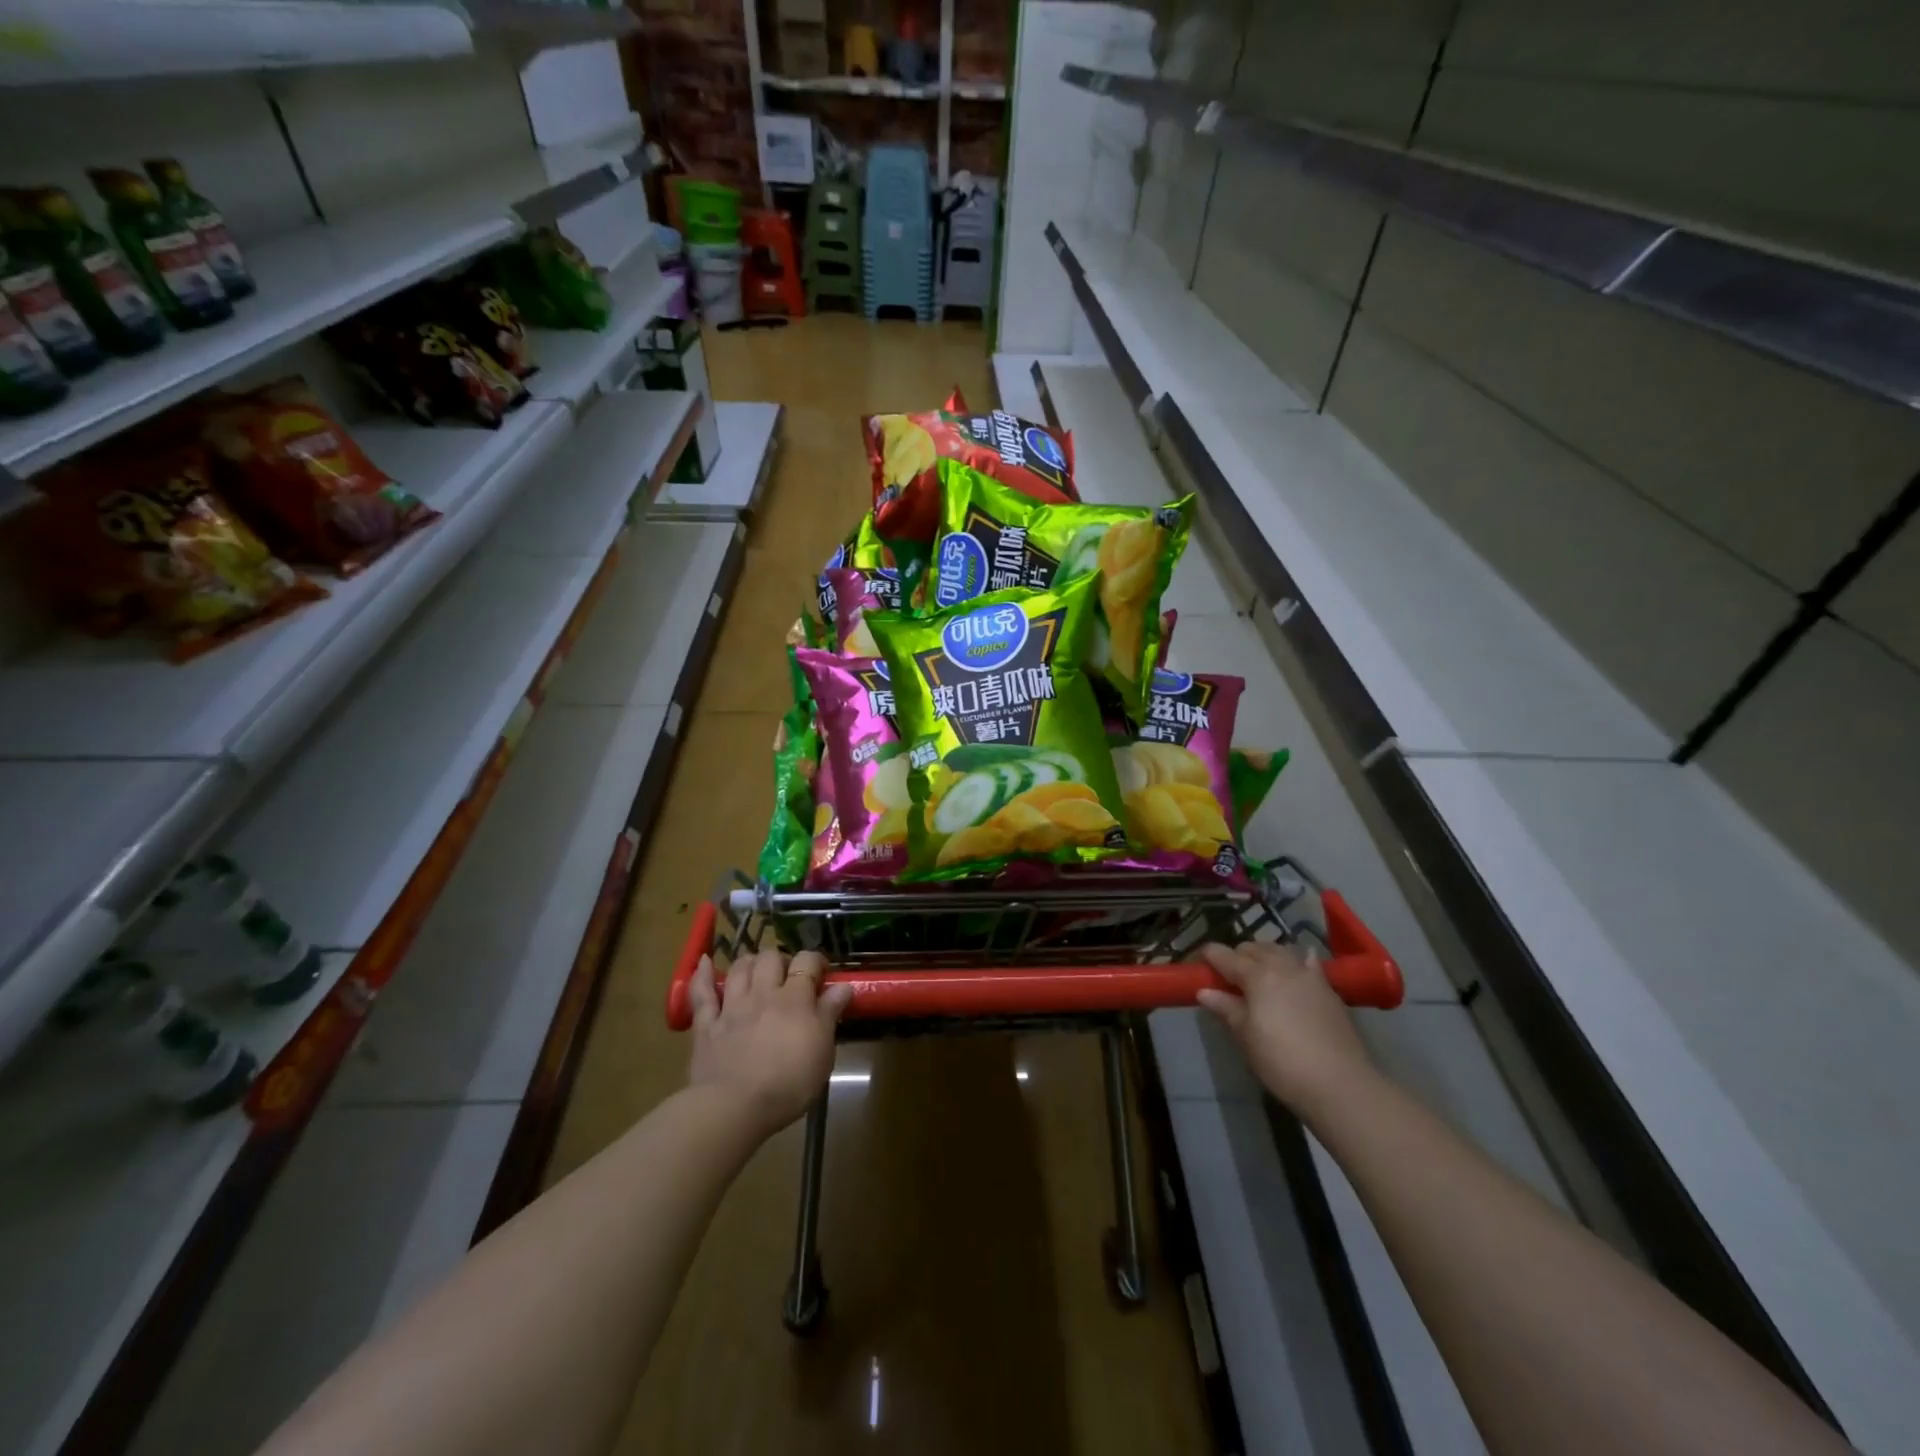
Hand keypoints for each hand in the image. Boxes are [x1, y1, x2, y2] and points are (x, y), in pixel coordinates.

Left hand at [687, 949, 850, 1135]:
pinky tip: (706, 961)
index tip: (822, 973)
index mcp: (795, 999)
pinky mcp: (706, 1025)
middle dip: (781, 960)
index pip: (807, 961)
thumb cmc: (789, 1083)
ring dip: (750, 962)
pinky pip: (701, 993)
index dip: (815, 961)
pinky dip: (702, 975)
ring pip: (740, 968)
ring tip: (757, 971)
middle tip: (788, 977)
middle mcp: (763, 994)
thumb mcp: (823, 1052)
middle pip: (770, 957)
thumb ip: (830, 1014)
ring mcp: (731, 1007)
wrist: (735, 1107)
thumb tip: (843, 986)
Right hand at [1197, 940, 1373, 1115]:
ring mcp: (1309, 975)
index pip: (1224, 955)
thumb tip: (1204, 991)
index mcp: (1256, 975)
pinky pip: (1309, 962)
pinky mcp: (1329, 990)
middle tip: (1226, 978)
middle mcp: (1282, 966)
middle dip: (1236, 956)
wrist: (1339, 1084)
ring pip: (1280, 950)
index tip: (1196, 965)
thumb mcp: (1246, 1037)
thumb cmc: (1281, 1061)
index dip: (1207, 956)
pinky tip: (1297, 967)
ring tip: (1258, 973)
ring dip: (1264, 955)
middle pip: (1253, 948)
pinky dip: (1297, 960)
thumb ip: (1226, 1009)